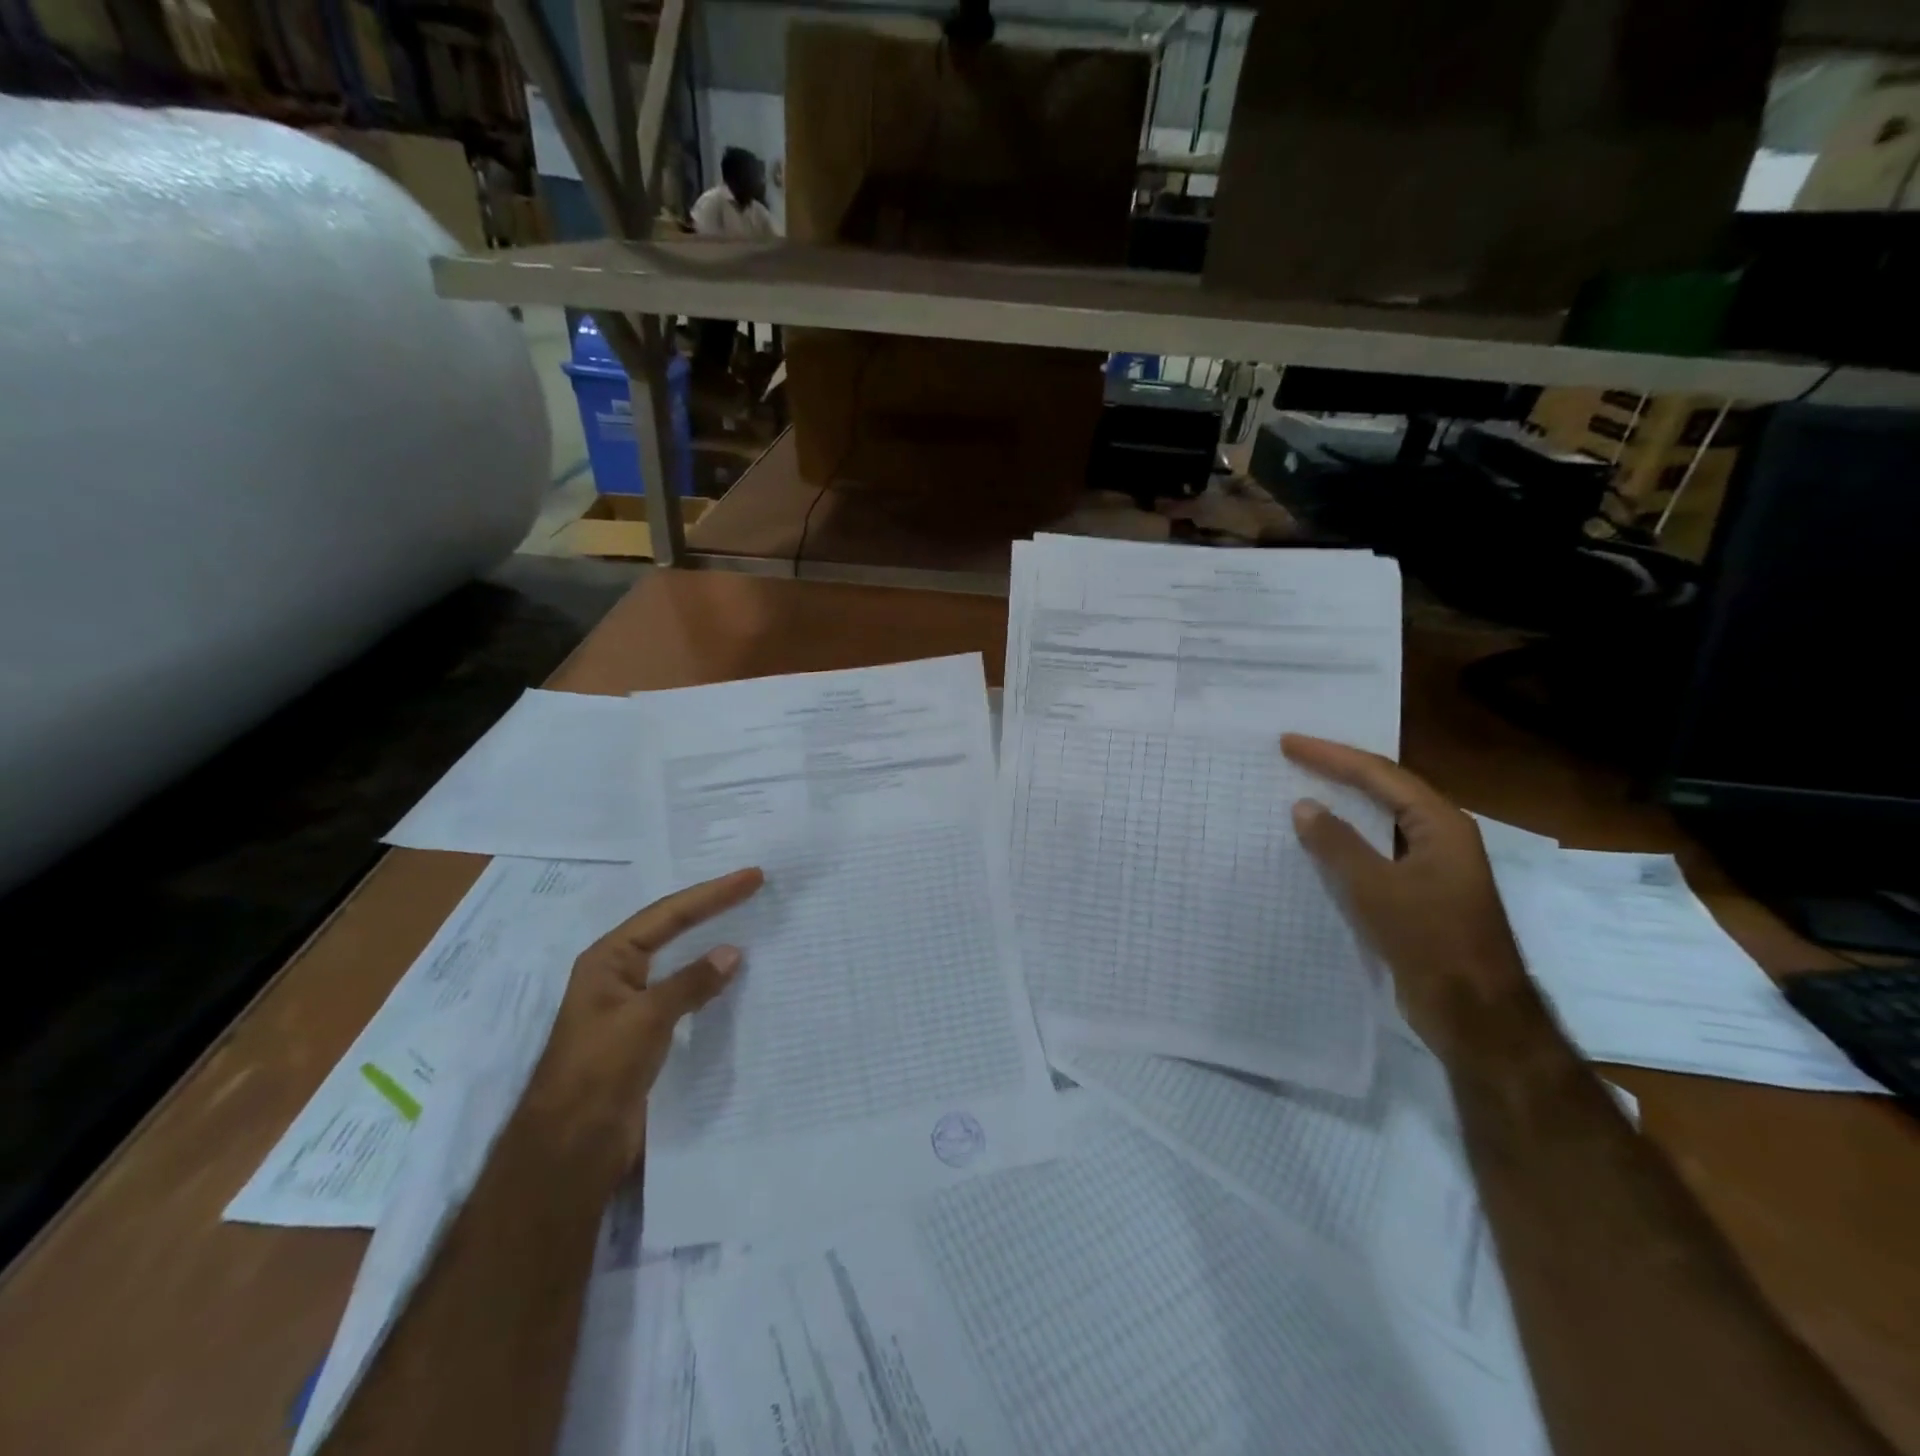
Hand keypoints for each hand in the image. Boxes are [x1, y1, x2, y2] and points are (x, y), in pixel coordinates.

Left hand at [528, 867, 763, 1171]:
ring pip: (679, 960)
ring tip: (750, 922)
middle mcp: (619, 973)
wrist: (570, 1148)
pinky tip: (734, 978)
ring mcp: (633, 1003)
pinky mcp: (646, 1033)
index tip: (752, 877)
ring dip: (711, 941)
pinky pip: (685, 993)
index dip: (712, 893)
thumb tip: (732, 952)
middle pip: (672, 928)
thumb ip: (690, 982)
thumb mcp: (646, 1018)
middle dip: (712, 907)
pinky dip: (710, 981)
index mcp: (609, 958)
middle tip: (753, 887)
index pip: (669, 913)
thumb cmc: (599, 1071)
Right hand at [1281, 735, 1536, 1060]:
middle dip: (1339, 771)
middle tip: (1293, 757)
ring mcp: (1433, 867)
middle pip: (1385, 790)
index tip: (1289, 743)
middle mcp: (1441, 837)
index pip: (1380, 775)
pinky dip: (1347, 840)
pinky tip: (1320, 844)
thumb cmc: (1429, 940)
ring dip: (1343, 805)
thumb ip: (1337, 844)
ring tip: (1301, 789)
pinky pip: (1377, 852)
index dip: (1332, 756)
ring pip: (1381, 822)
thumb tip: (1304, 805)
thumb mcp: (1375, 888)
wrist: (1474, 1013)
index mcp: (1441, 825)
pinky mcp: (1420, 894)